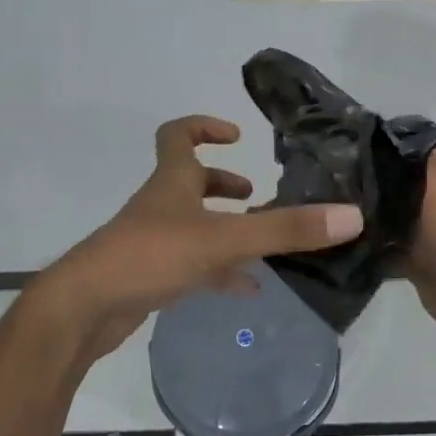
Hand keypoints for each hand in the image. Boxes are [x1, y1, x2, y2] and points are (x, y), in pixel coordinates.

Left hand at [38, 116, 363, 366]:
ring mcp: (152, 241)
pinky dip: (218, 271)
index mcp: (172, 181)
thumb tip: (350, 215)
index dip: (204, 127)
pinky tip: (245, 288)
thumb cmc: (151, 255)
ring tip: (260, 242)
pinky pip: (190, 265)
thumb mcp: (225, 239)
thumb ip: (285, 230)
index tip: (235, 135)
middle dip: (222, 184)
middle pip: (188, 181)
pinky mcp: (149, 276)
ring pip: (192, 225)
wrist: (85, 308)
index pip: (178, 135)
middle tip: (253, 195)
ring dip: (223, 228)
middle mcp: (161, 205)